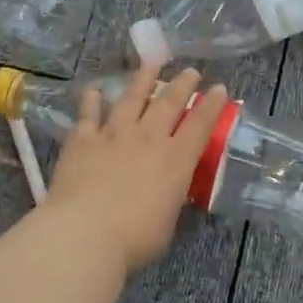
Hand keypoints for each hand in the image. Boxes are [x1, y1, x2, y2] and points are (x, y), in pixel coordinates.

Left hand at [46, 63, 229, 271]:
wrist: (84, 234)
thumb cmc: (134, 239)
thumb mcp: (167, 223)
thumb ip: (169, 201)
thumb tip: (168, 194)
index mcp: (176, 161)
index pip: (200, 125)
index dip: (212, 105)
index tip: (219, 89)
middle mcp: (148, 139)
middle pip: (168, 103)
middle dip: (182, 84)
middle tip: (190, 71)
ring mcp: (113, 135)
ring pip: (131, 98)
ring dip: (143, 79)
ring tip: (151, 63)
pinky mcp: (82, 141)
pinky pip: (88, 115)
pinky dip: (91, 102)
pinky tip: (93, 91)